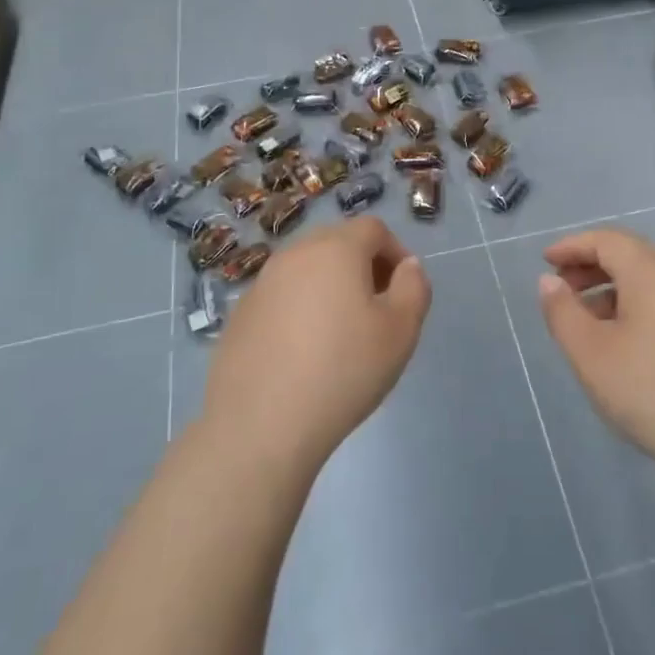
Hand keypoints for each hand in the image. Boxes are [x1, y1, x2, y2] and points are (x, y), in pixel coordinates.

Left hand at [202, 217, 429, 477]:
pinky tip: (303, 353)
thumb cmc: (343, 371)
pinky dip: (299, 309)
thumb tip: (407, 266)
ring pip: (306, 269)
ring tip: (340, 333)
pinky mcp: (239, 315)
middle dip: (363, 265)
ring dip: (329, 287)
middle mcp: (294, 254)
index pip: (373, 229)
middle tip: (376, 308)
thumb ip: (414, 287)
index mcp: (335, 249)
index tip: (403, 290)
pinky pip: (281, 297)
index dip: (396, 252)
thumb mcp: (401, 331)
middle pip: (337, 243)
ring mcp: (261, 284)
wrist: (261, 425)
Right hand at [537, 228, 654, 496]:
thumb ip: (562, 313)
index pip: (606, 240)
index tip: (545, 261)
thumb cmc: (652, 391)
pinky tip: (628, 342)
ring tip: (589, 320)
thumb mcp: (590, 354)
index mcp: (651, 272)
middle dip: (591, 265)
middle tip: (562, 289)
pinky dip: (639, 306)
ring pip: (651, 280)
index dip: (572, 246)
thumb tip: (549, 282)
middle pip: (631, 255)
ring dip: (614, 288)